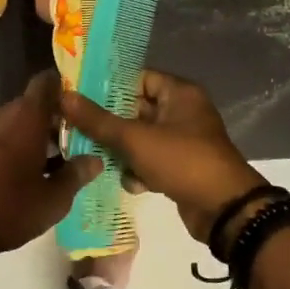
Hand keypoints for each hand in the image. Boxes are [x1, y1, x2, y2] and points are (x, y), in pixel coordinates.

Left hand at [0, 71, 102, 271]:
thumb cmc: (6, 208)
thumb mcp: (52, 200)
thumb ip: (76, 176)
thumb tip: (95, 160)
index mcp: (27, 117)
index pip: (47, 82)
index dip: (66, 88)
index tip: (84, 107)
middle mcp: (3, 115)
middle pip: (34, 104)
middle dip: (56, 119)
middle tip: (79, 141)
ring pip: (17, 122)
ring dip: (37, 135)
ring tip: (58, 162)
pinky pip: (2, 137)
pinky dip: (18, 147)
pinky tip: (28, 176)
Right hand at [59, 71, 263, 244]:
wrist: (225, 209)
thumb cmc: (182, 161)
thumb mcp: (136, 139)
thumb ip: (98, 120)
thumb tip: (64, 97)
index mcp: (179, 93)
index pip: (138, 78)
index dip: (108, 86)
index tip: (78, 96)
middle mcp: (183, 111)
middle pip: (136, 109)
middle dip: (109, 123)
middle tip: (76, 128)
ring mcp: (183, 141)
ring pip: (141, 138)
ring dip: (121, 150)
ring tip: (95, 158)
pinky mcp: (181, 167)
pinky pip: (151, 160)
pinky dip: (139, 170)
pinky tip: (130, 183)